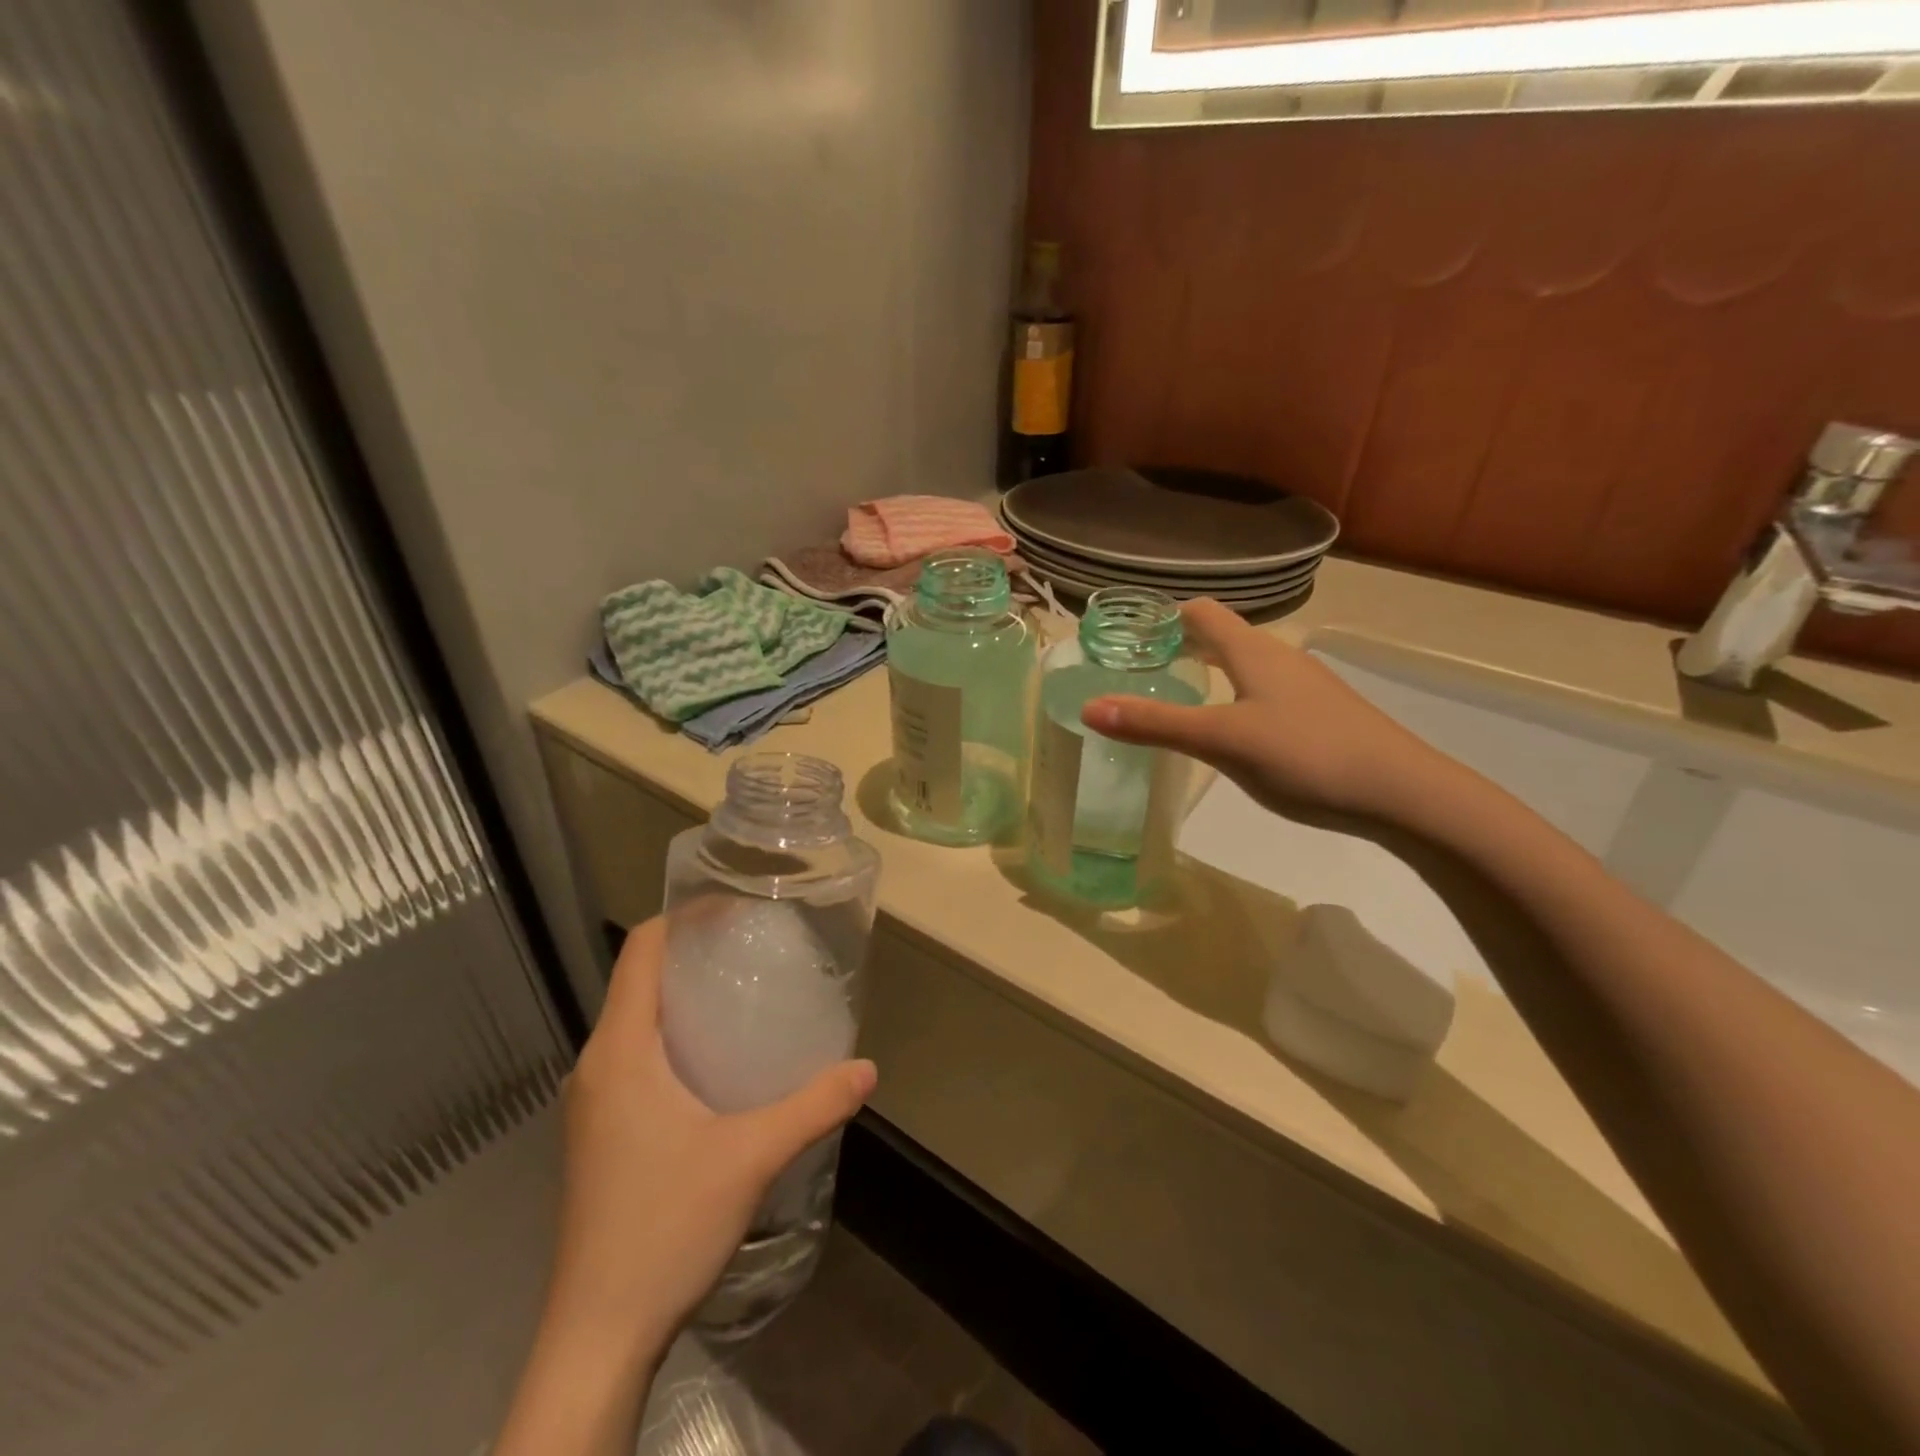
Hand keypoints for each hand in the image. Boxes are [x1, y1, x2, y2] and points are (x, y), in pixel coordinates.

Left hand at [545, 915, 876, 1362]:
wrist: (596, 1338)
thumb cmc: (663, 1228)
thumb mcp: (750, 1159)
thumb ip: (812, 1106)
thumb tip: (867, 1068)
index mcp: (620, 1051)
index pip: (640, 952)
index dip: (683, 917)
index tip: (735, 908)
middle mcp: (597, 1065)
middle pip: (639, 981)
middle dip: (693, 953)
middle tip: (755, 948)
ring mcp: (593, 1103)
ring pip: (636, 1022)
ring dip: (684, 998)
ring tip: (745, 996)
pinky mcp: (600, 1134)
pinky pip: (636, 1058)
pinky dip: (674, 1038)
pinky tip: (719, 1065)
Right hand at [1081, 598, 1443, 823]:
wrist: (1404, 794)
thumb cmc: (1306, 755)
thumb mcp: (1221, 741)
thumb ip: (1155, 724)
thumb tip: (1089, 706)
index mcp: (1255, 652)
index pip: (1203, 613)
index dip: (1165, 616)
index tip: (1129, 635)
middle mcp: (1281, 659)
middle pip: (1224, 637)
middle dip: (1181, 646)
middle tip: (1140, 670)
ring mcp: (1306, 688)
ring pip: (1246, 667)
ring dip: (1208, 673)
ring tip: (1176, 698)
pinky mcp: (1321, 717)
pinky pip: (1264, 694)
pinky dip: (1233, 698)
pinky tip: (1229, 733)